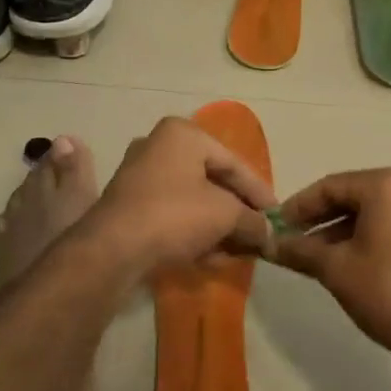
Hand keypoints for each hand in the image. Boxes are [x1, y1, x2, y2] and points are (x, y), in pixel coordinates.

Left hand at [84, 117, 275, 272]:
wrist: (114, 248)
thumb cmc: (175, 215)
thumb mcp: (225, 215)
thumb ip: (252, 220)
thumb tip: (270, 234)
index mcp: (183, 134)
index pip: (233, 162)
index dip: (258, 192)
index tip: (276, 216)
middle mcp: (159, 145)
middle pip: (211, 180)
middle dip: (236, 211)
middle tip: (257, 234)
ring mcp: (139, 174)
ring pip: (191, 199)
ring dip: (216, 225)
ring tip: (237, 251)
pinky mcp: (129, 203)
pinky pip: (172, 213)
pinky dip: (192, 230)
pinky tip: (210, 257)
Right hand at [270, 169, 390, 368]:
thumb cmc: (387, 293)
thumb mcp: (335, 270)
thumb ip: (300, 250)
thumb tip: (269, 244)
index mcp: (384, 185)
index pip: (329, 186)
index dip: (298, 206)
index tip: (275, 226)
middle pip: (349, 195)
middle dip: (317, 219)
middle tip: (290, 240)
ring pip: (368, 212)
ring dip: (337, 230)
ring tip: (310, 256)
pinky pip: (387, 223)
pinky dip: (361, 236)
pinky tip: (341, 260)